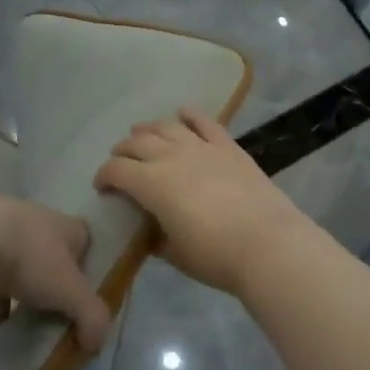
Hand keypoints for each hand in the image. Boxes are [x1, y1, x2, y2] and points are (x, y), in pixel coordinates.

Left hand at [0, 196, 113, 352]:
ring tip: (29, 322)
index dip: (90, 265)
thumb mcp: (70, 291)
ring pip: (22, 267)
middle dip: (56, 282)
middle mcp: (37, 224)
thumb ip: (91, 317)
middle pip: (54, 255)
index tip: (87, 293)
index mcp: (66, 226)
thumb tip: (97, 344)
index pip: (86, 239)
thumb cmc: (30, 258)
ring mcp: (4, 234)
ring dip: (26, 292)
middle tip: (60, 313)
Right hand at [94, 108, 309, 294]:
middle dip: (123, 151)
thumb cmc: (215, 256)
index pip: (116, 170)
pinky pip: (205, 122)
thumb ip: (157, 239)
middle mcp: (171, 156)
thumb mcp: (175, 254)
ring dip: (149, 129)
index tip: (102, 187)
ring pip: (167, 126)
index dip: (103, 176)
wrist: (268, 244)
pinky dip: (190, 115)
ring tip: (143, 135)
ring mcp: (202, 147)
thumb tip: (151, 233)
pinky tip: (183, 113)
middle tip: (120, 162)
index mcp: (151, 183)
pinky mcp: (228, 147)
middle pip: (137, 143)